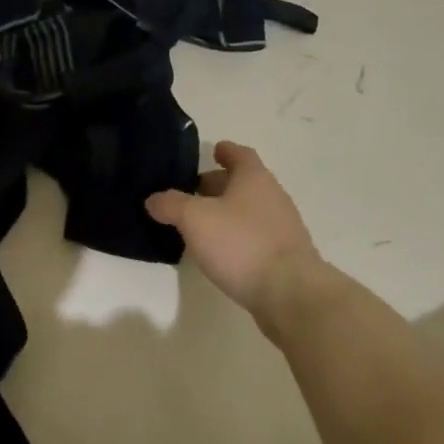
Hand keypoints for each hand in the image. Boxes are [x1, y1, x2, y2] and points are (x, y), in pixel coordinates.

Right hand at [146, 141, 325, 323]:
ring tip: (197, 224)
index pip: (240, 154)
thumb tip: (154, 199)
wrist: (289, 292)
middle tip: (190, 192)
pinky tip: (218, 251)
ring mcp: (281, 227)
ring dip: (225, 212)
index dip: (225, 151)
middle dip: (217, 185)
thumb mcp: (194, 219)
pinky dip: (235, 236)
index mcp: (254, 178)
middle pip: (243, 183)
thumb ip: (171, 204)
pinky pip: (253, 236)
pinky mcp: (283, 255)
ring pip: (248, 210)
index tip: (213, 151)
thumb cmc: (241, 244)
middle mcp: (272, 196)